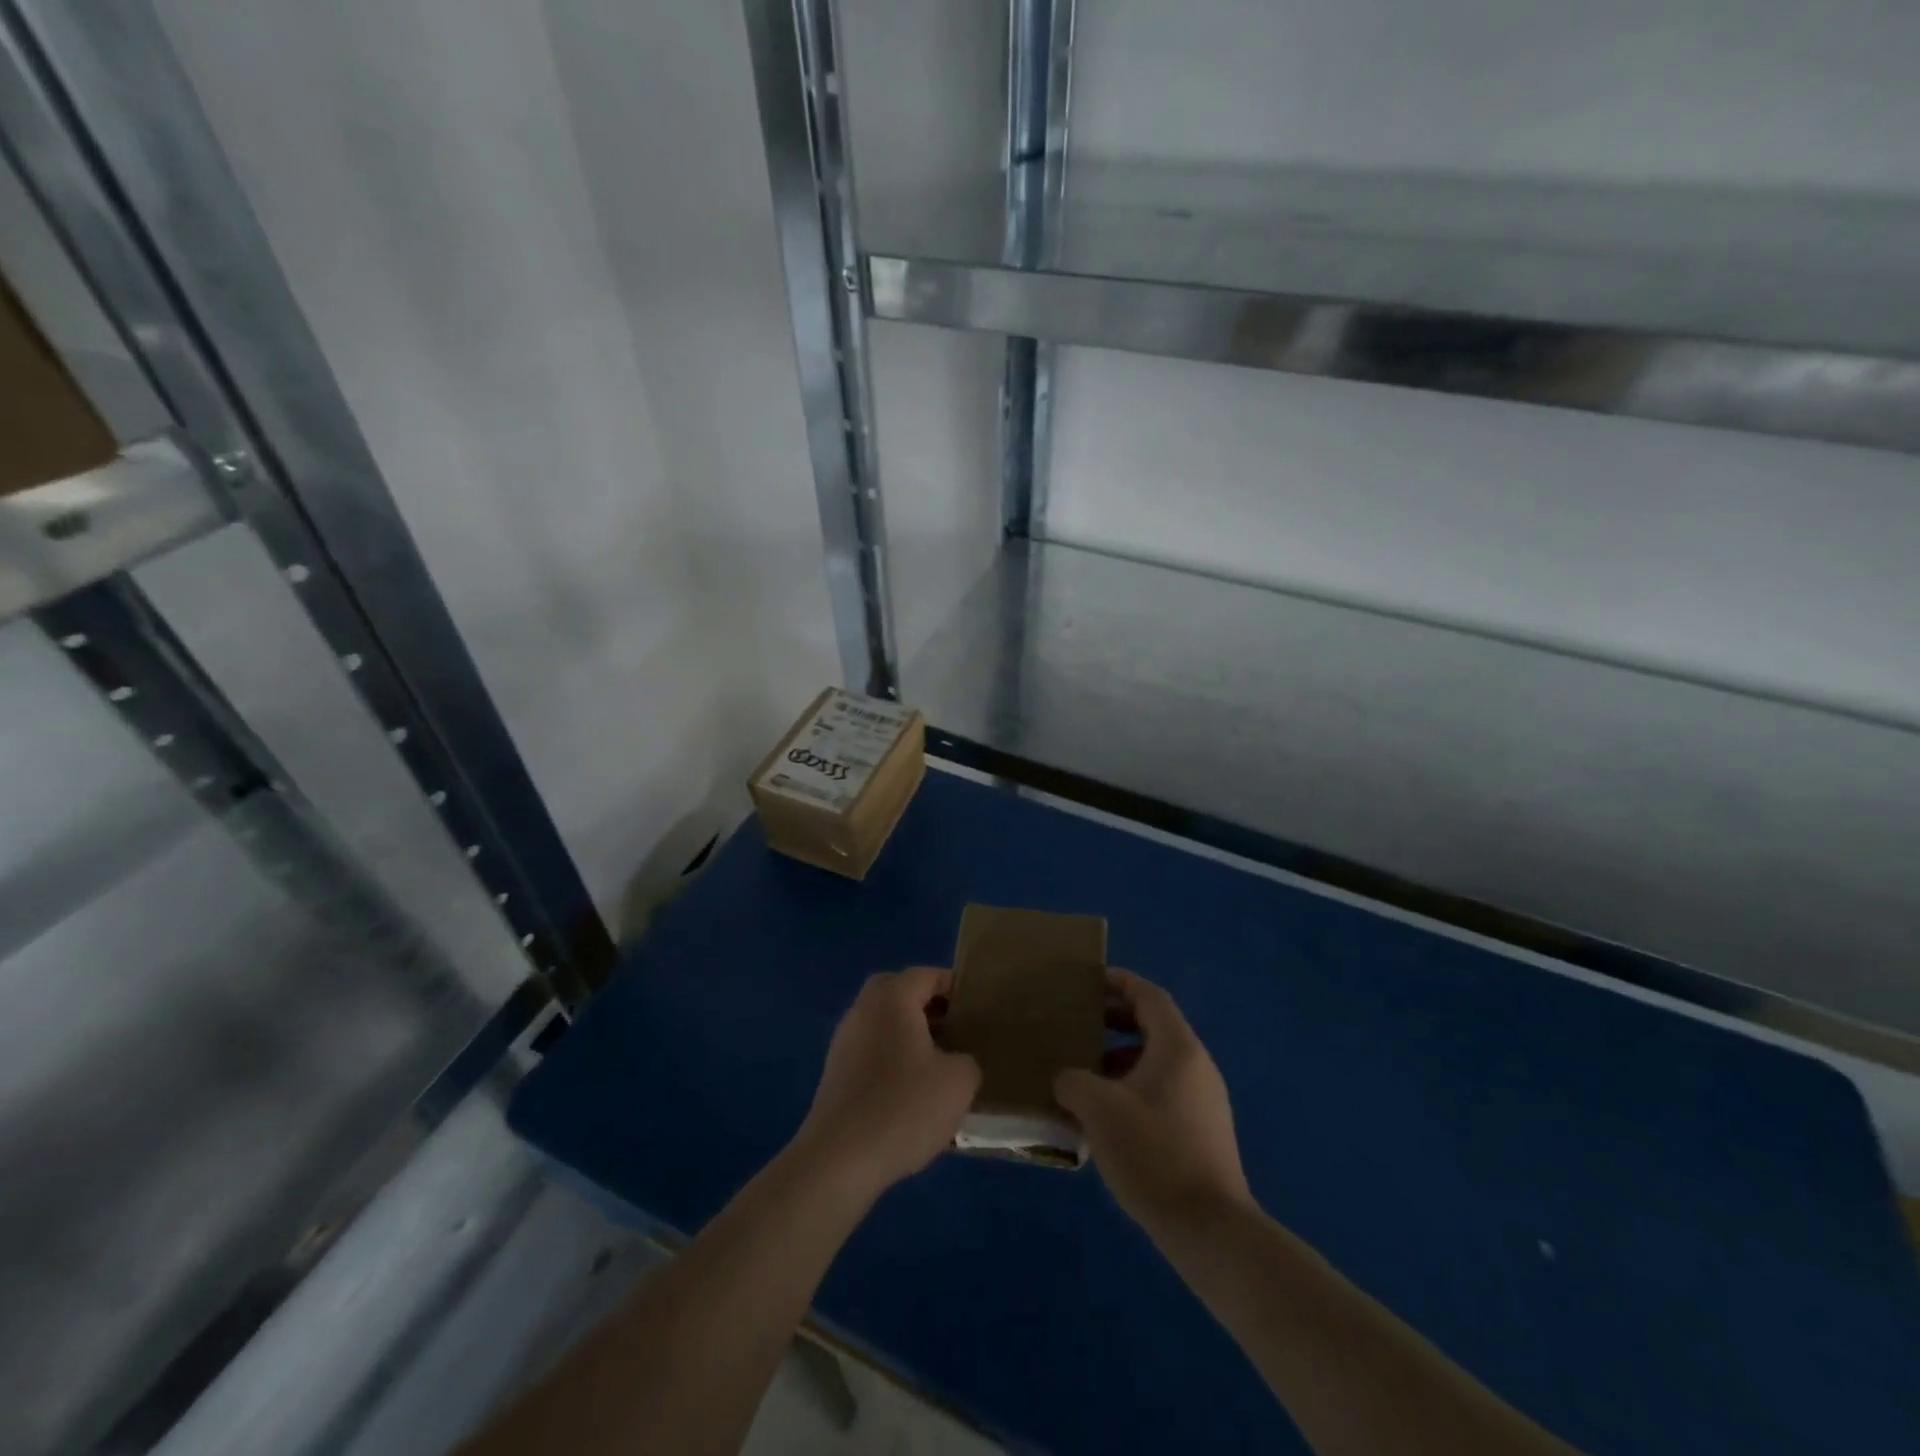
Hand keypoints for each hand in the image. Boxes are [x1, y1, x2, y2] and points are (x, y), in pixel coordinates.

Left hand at [793, 968, 980, 1201]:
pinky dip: (892, 1060)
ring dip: (909, 1035)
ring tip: (938, 1067)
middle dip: (928, 1007)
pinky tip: (911, 1095)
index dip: (954, 987)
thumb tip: (957, 1061)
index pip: (927, 975)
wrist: (839, 1160)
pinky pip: (872, 1051)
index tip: (976, 1009)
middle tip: (955, 1031)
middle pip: (899, 992)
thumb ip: (967, 1060)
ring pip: (883, 1023)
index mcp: (892, 998)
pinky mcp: (835, 1074)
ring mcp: (844, 1041)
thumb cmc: (904, 1107)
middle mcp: (863, 1009)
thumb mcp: (958, 1082)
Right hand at [1055, 970, 1249, 1227]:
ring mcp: (1204, 1101)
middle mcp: (1196, 1066)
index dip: (1120, 983)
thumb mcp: (1099, 1110)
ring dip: (1120, 1059)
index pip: (1150, 996)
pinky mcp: (1202, 1133)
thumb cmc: (1154, 1153)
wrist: (1211, 1230)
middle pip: (1154, 1026)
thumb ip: (1074, 1082)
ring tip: (1083, 1074)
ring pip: (1157, 1062)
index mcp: (1178, 1048)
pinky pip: (1163, 1092)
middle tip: (1078, 1026)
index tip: (1088, 982)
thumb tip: (1066, 1078)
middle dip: (1115, 1021)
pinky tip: (1105, 1118)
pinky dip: (1133, 1088)